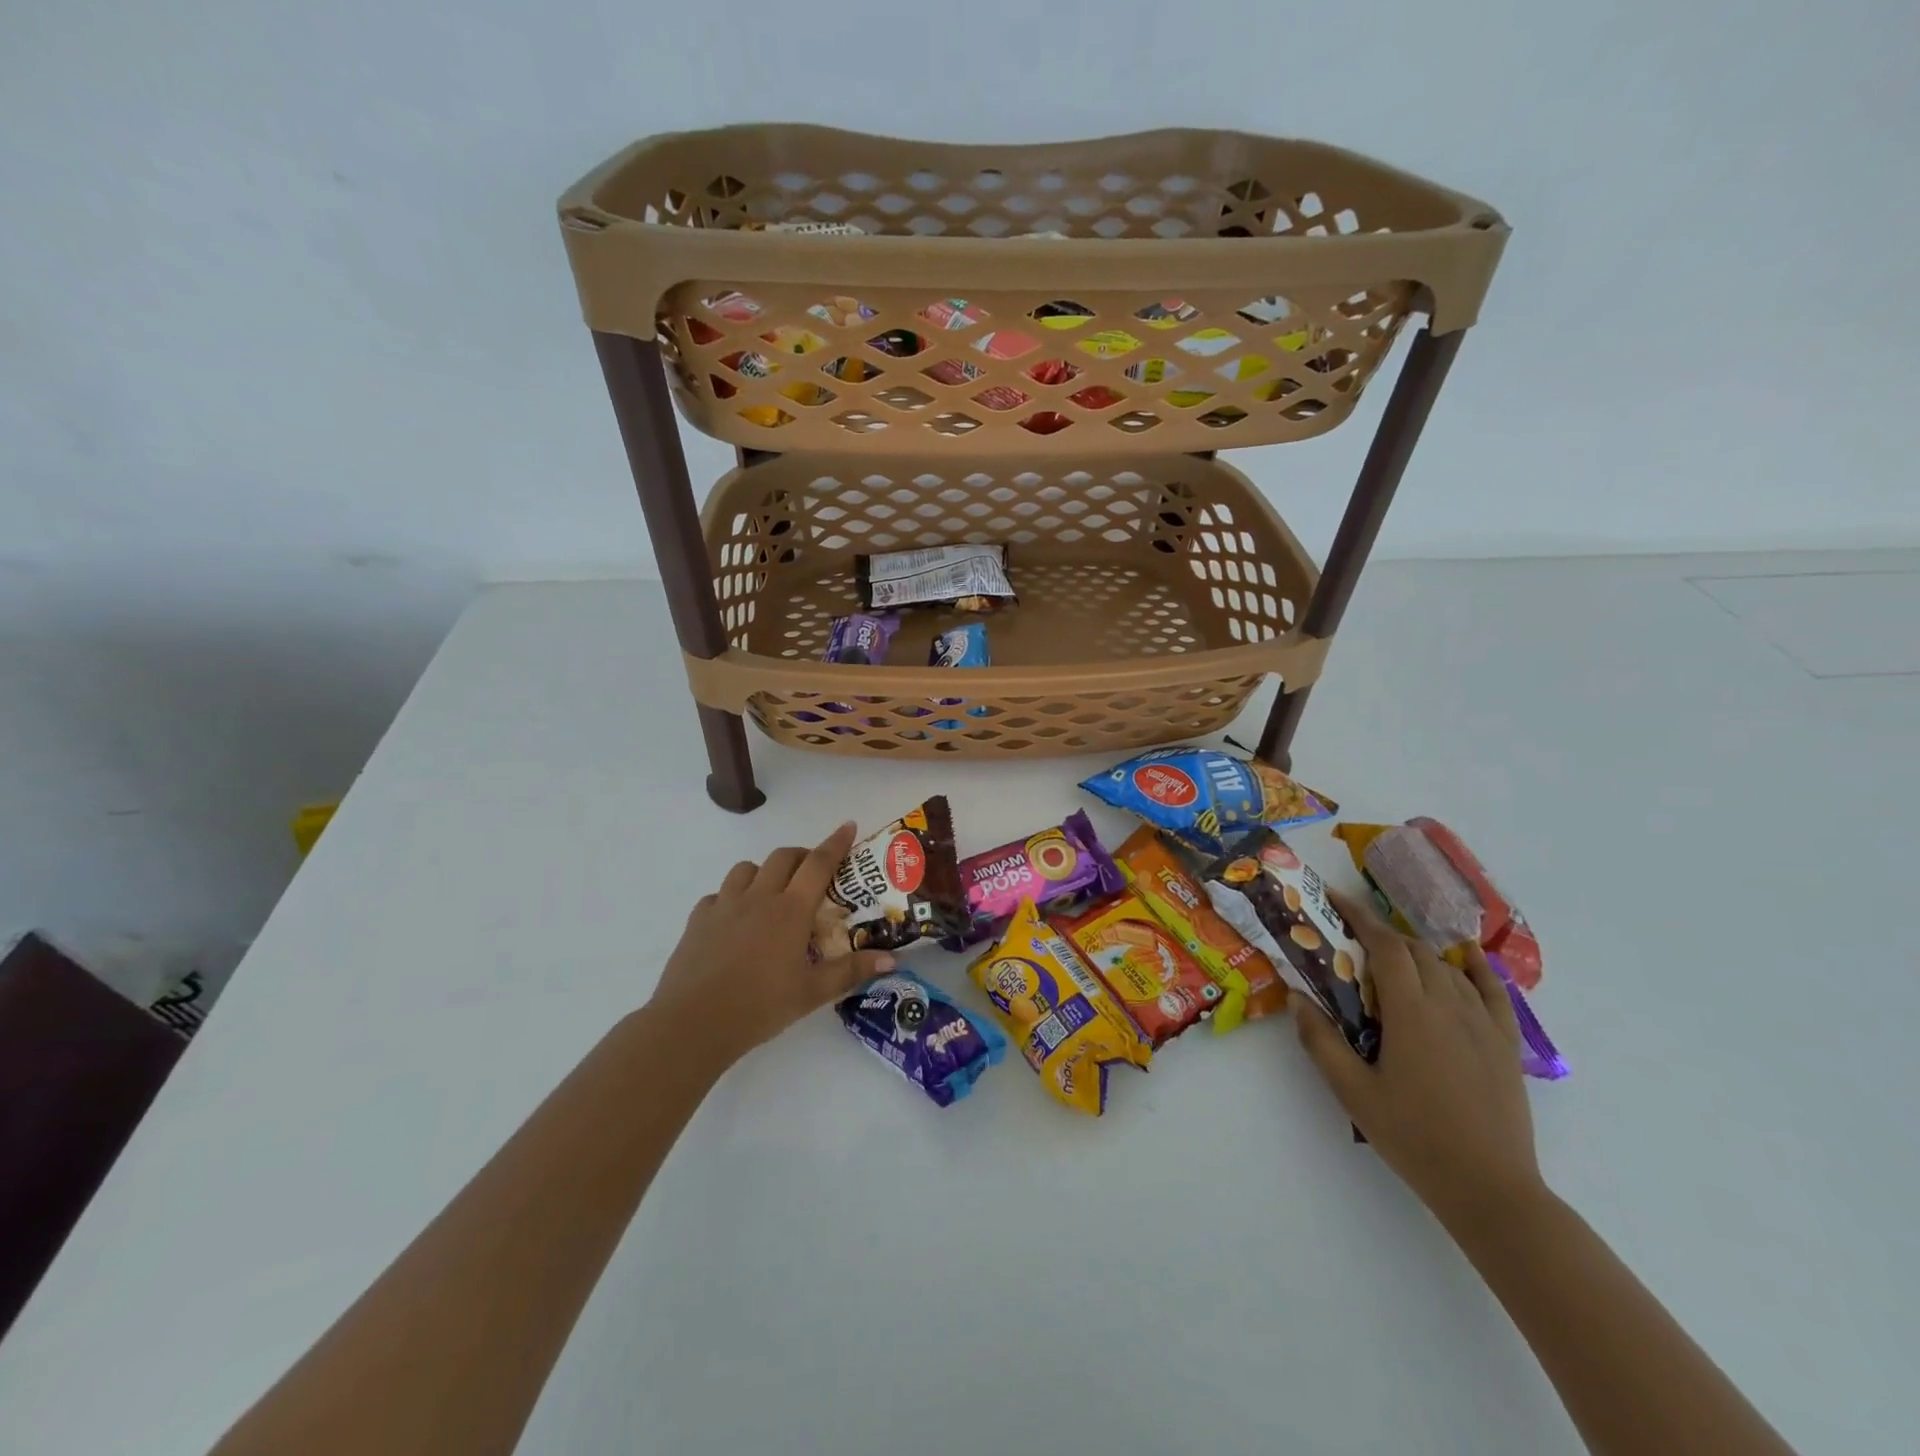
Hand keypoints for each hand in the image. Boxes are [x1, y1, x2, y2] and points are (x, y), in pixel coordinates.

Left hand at [647, 822, 894, 1066]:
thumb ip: (851, 971)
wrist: (693, 1024)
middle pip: (783, 857)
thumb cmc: (760, 1007)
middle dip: (802, 855)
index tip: (848, 825)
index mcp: (790, 910)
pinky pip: (718, 895)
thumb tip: (891, 959)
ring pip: (747, 869)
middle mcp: (758, 897)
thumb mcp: (813, 993)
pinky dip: (732, 897)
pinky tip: (735, 920)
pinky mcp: (698, 920)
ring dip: (765, 871)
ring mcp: (724, 906)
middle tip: (814, 871)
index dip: (836, 842)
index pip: (818, 864)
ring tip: (773, 893)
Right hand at [1295, 892, 1545, 1231]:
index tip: (1335, 899)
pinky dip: (1475, 968)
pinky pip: (1492, 991)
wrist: (1490, 1188)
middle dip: (1382, 934)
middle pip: (1415, 951)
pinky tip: (1465, 960)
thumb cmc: (1413, 1136)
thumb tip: (1297, 997)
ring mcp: (1483, 1023)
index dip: (1359, 916)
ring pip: (1448, 968)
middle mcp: (1449, 1005)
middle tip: (1352, 938)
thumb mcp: (1353, 1091)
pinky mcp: (1505, 1043)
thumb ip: (1321, 1041)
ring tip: (1392, 958)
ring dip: (1417, 953)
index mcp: (1411, 1012)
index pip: (1385, 945)